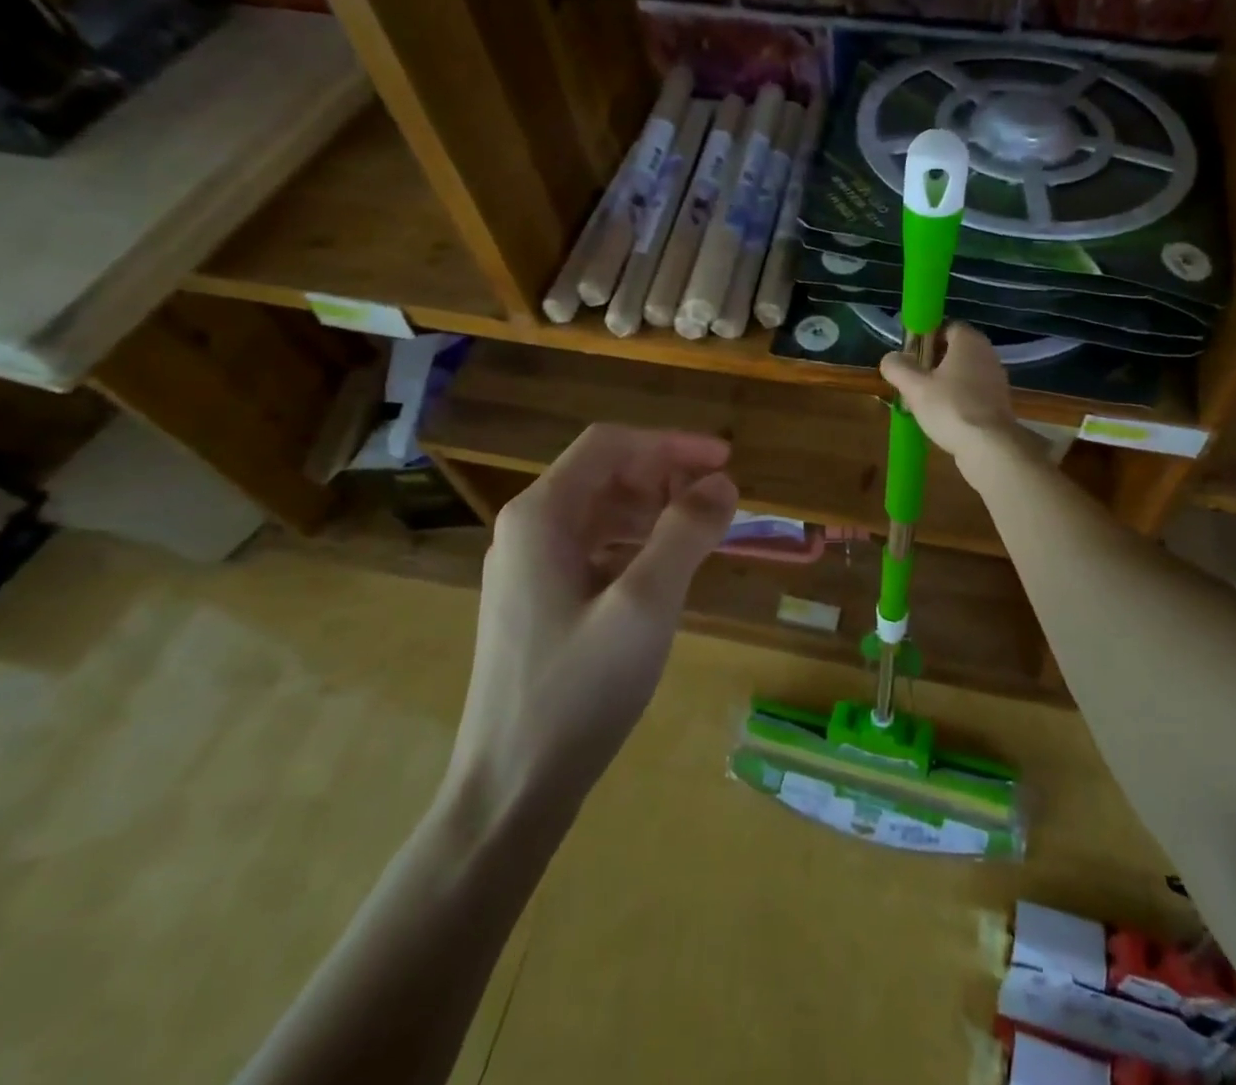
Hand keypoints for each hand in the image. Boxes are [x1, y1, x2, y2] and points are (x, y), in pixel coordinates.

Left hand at [445, 424, 737, 822]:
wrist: (509, 791)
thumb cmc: (577, 691)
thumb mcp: (645, 605)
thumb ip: (686, 533)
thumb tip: (723, 483)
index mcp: (541, 516)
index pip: (611, 445)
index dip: (672, 443)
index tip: (726, 460)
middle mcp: (527, 530)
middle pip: (604, 474)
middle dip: (665, 475)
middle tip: (719, 500)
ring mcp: (528, 567)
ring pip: (601, 512)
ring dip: (654, 510)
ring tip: (703, 531)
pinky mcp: (537, 601)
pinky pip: (594, 549)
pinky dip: (636, 544)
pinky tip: (666, 570)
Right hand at [879, 323, 1022, 475]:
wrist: (989, 446)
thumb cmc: (950, 407)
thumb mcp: (914, 387)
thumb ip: (898, 368)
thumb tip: (890, 358)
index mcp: (969, 341)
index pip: (947, 326)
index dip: (926, 336)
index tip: (910, 354)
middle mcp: (987, 354)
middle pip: (954, 351)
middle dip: (932, 362)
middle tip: (912, 379)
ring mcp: (995, 380)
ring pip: (963, 374)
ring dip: (944, 383)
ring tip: (922, 401)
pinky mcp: (998, 404)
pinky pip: (972, 394)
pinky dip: (957, 400)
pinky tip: (942, 417)